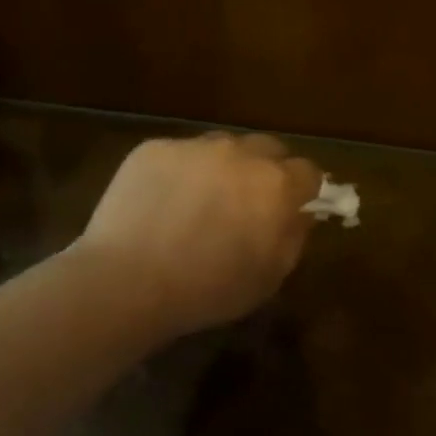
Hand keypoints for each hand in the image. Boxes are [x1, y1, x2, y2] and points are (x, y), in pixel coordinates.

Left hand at [73, 132, 324, 334]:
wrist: (128, 280)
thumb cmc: (207, 290)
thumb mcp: (268, 278)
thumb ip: (293, 238)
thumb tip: (300, 214)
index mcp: (276, 186)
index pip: (308, 171)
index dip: (302, 190)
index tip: (291, 208)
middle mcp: (240, 153)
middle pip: (268, 148)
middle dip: (266, 170)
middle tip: (247, 202)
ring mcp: (195, 146)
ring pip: (223, 146)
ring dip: (224, 167)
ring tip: (201, 200)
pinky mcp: (155, 148)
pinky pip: (180, 153)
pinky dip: (180, 172)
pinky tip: (163, 201)